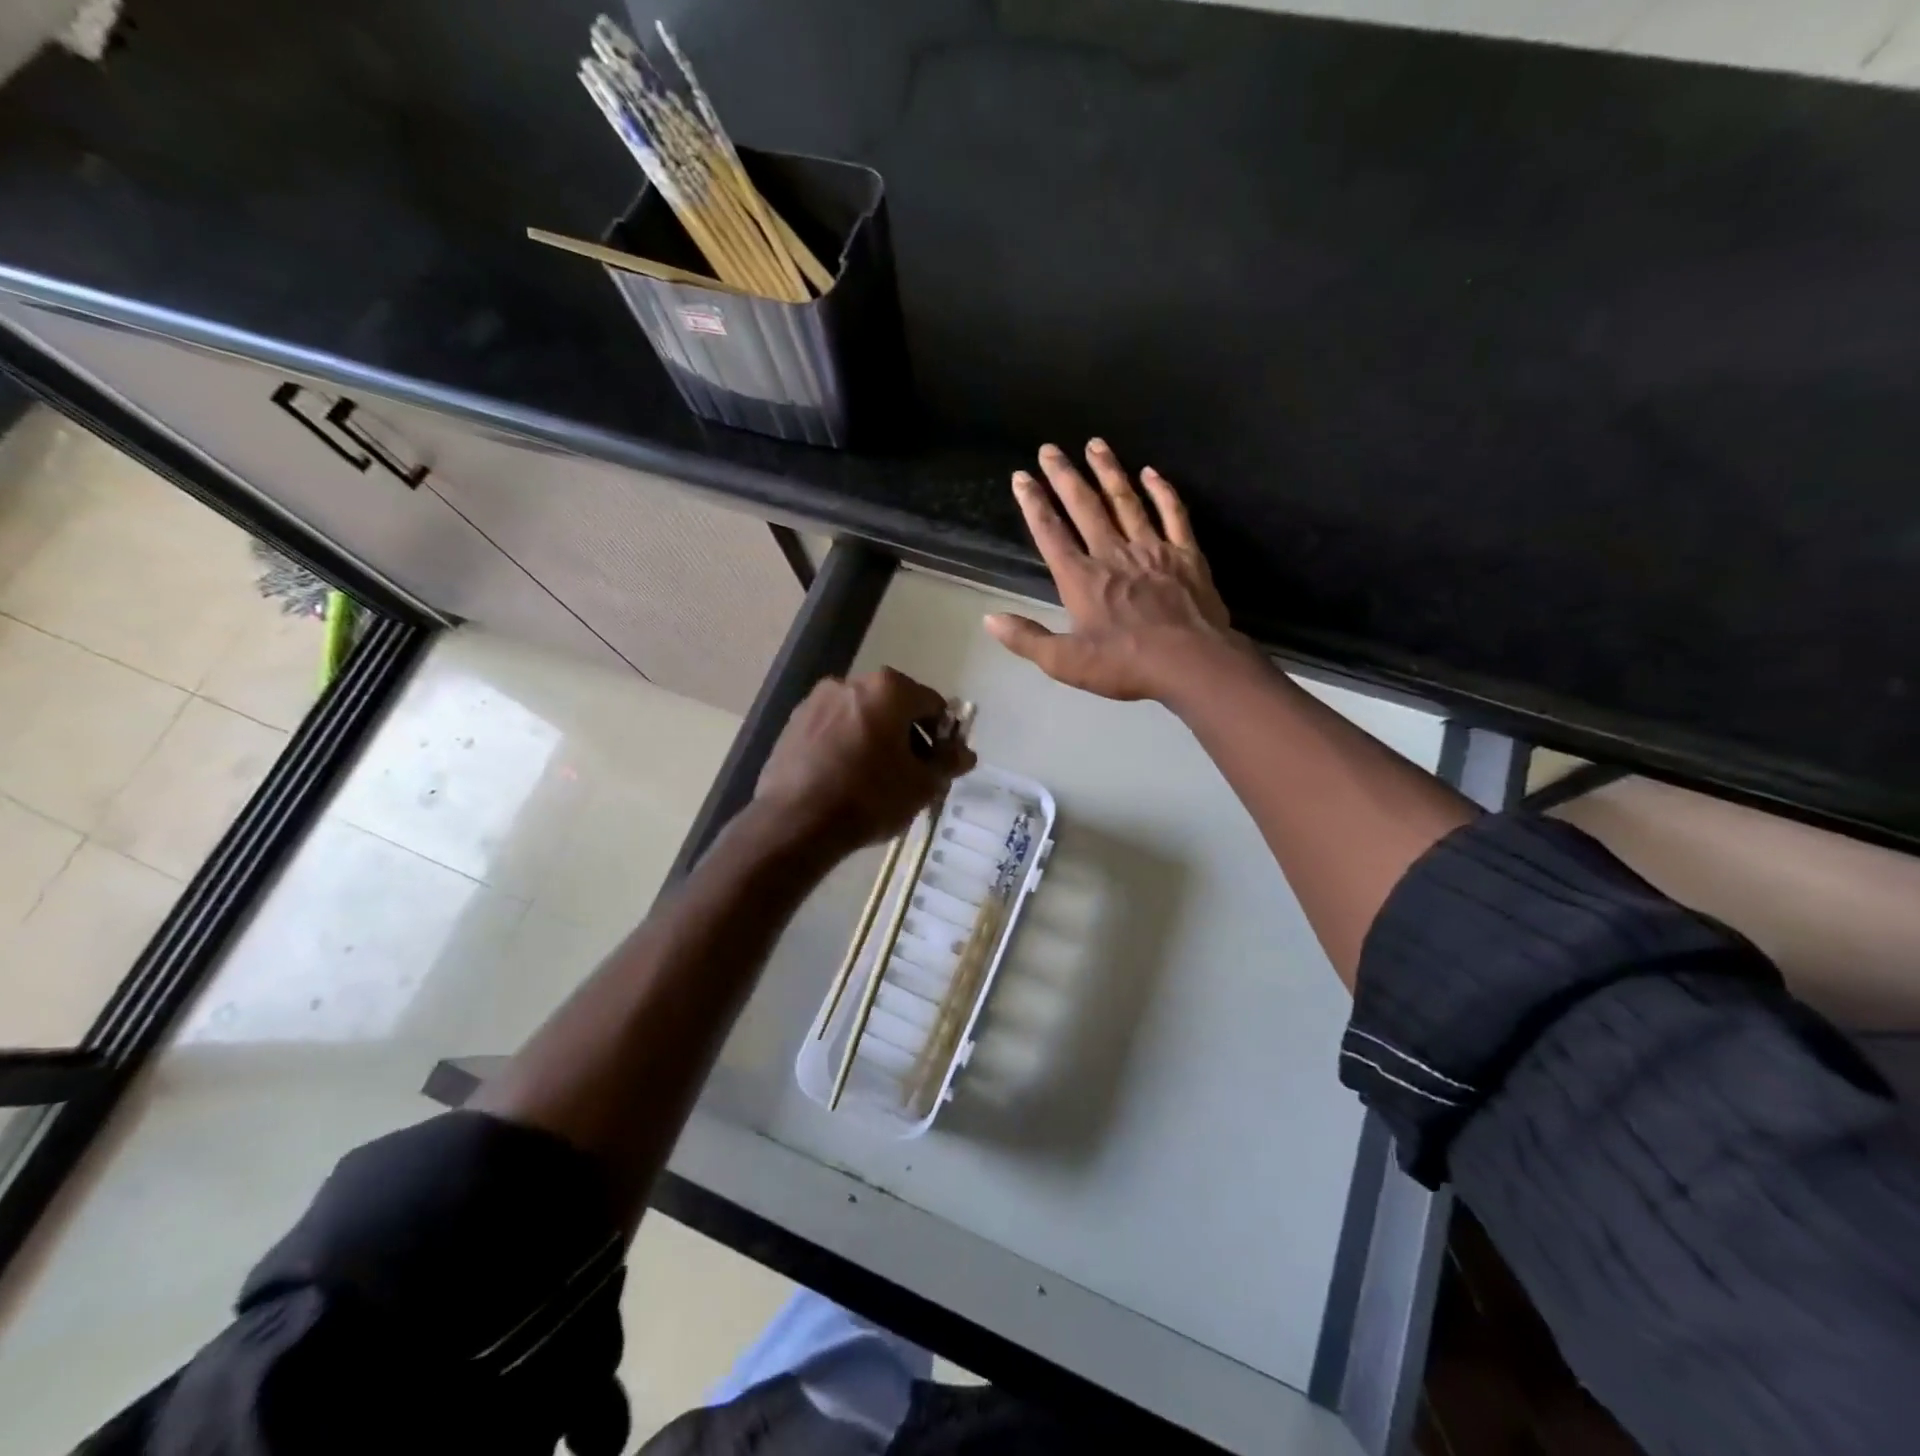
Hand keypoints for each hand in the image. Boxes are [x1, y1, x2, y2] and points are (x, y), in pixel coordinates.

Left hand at [755, 668, 975, 853]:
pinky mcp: (793, 724)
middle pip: (894, 706)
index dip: (943, 735)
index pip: (932, 704)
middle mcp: (851, 683)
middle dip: (908, 736)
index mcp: (888, 689)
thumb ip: (948, 763)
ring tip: (877, 780)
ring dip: (876, 740)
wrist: (797, 822)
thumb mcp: (922, 785)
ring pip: (861, 717)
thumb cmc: (870, 797)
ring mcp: (816, 701)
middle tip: (912, 773)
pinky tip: (846, 779)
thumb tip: (965, 753)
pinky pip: (833, 730)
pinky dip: (846, 746)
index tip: (940, 764)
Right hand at [986, 440, 1239, 700]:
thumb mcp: (1066, 662)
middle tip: (1050, 448)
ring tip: (1095, 444)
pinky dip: (1161, 490)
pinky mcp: (1185, 554)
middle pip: (1085, 506)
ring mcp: (1152, 549)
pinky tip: (1150, 472)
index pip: (1051, 533)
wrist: (1191, 663)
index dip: (1033, 503)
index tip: (1021, 477)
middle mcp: (1113, 553)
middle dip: (1064, 476)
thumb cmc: (1125, 665)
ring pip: (1126, 501)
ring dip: (1108, 471)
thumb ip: (1027, 639)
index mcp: (1081, 579)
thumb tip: (990, 619)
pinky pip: (1172, 513)